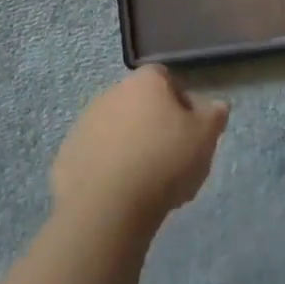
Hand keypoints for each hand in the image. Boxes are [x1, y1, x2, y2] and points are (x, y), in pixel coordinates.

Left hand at [52, 66, 229, 231]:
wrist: (108, 205)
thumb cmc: (164, 161)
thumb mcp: (205, 137)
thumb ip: (213, 115)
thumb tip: (216, 104)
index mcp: (145, 82)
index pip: (165, 78)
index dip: (179, 101)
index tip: (189, 130)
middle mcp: (112, 92)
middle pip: (138, 103)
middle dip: (152, 124)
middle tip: (169, 157)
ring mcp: (85, 122)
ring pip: (115, 128)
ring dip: (128, 145)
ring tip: (144, 181)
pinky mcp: (68, 154)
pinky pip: (94, 156)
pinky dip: (106, 168)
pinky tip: (119, 193)